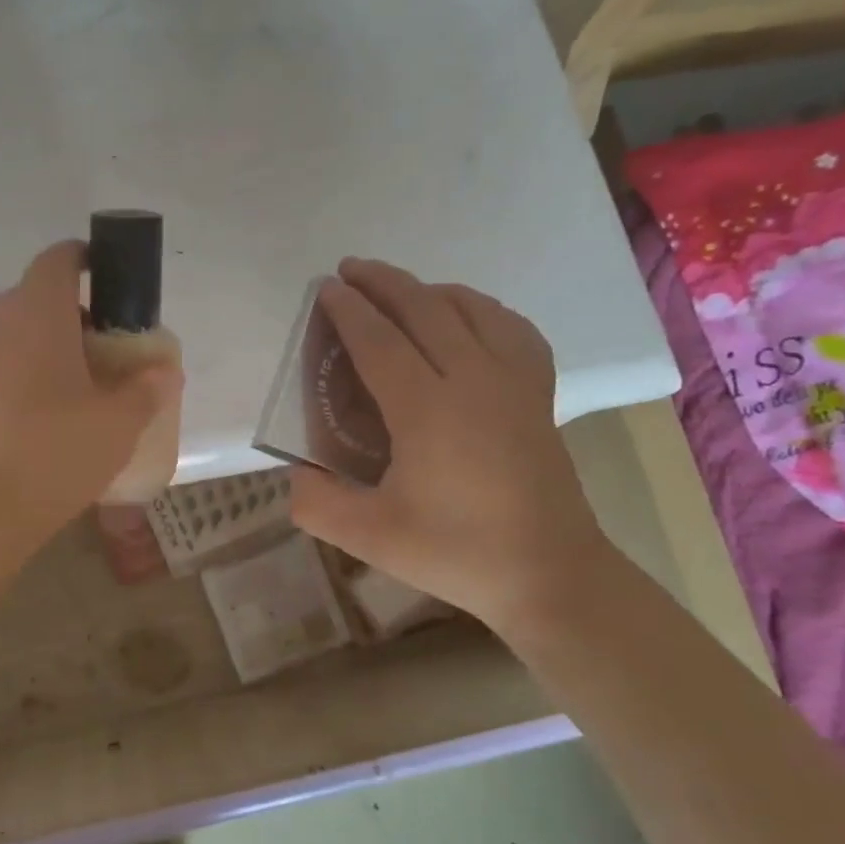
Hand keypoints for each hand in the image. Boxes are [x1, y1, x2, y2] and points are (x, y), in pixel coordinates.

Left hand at [0, 241, 182, 552]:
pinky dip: (21, 377)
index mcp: (36, 311)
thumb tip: (164, 372)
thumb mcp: (118, 425)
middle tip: (107, 356)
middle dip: (76, 318)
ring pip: (14, 335)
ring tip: (77, 393)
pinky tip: (39, 422)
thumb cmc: (52, 454)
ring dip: (47, 350)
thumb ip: (147, 390)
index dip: (88, 260)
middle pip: (38, 299)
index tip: (113, 283)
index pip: (60, 258)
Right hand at [289, 258, 610, 632]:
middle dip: (384, 283)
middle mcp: (473, 380)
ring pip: (472, 310)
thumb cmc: (456, 553)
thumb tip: (296, 472)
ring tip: (401, 289)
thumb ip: (317, 503)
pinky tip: (469, 318)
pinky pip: (512, 328)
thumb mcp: (370, 538)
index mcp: (427, 410)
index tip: (326, 289)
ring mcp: (514, 382)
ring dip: (429, 289)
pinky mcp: (539, 394)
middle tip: (351, 269)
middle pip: (425, 310)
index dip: (349, 311)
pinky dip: (482, 309)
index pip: (380, 342)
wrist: (549, 574)